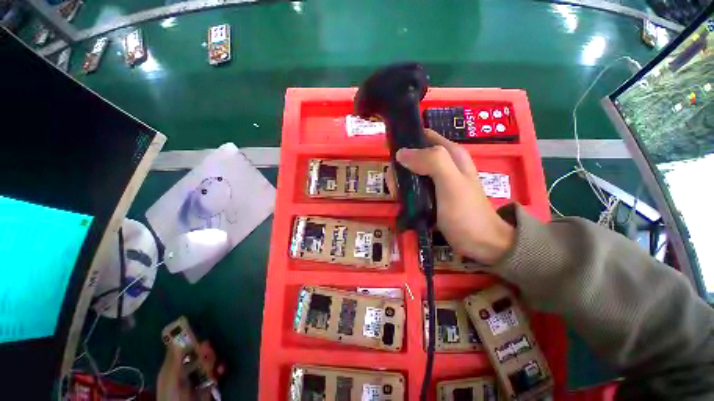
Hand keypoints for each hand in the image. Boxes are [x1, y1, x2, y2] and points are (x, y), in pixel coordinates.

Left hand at [157, 341, 223, 400]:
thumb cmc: (172, 396)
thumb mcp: (170, 377)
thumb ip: (175, 359)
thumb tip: (177, 337)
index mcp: (172, 367)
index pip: (181, 348)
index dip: (189, 340)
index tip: (197, 335)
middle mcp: (185, 370)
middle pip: (197, 354)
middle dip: (205, 351)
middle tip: (209, 349)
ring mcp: (197, 377)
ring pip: (208, 362)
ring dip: (213, 361)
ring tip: (214, 364)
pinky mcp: (207, 384)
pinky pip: (216, 372)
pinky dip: (220, 369)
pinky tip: (220, 371)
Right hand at [394, 129, 514, 263]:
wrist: (481, 244)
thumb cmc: (467, 213)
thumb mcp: (452, 183)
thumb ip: (431, 162)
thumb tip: (401, 153)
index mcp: (450, 154)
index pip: (423, 137)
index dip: (406, 140)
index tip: (389, 153)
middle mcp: (443, 165)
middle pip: (413, 157)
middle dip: (400, 168)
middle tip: (396, 185)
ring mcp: (436, 182)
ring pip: (410, 174)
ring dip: (400, 183)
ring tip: (399, 197)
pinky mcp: (432, 196)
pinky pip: (413, 188)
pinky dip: (405, 193)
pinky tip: (403, 203)